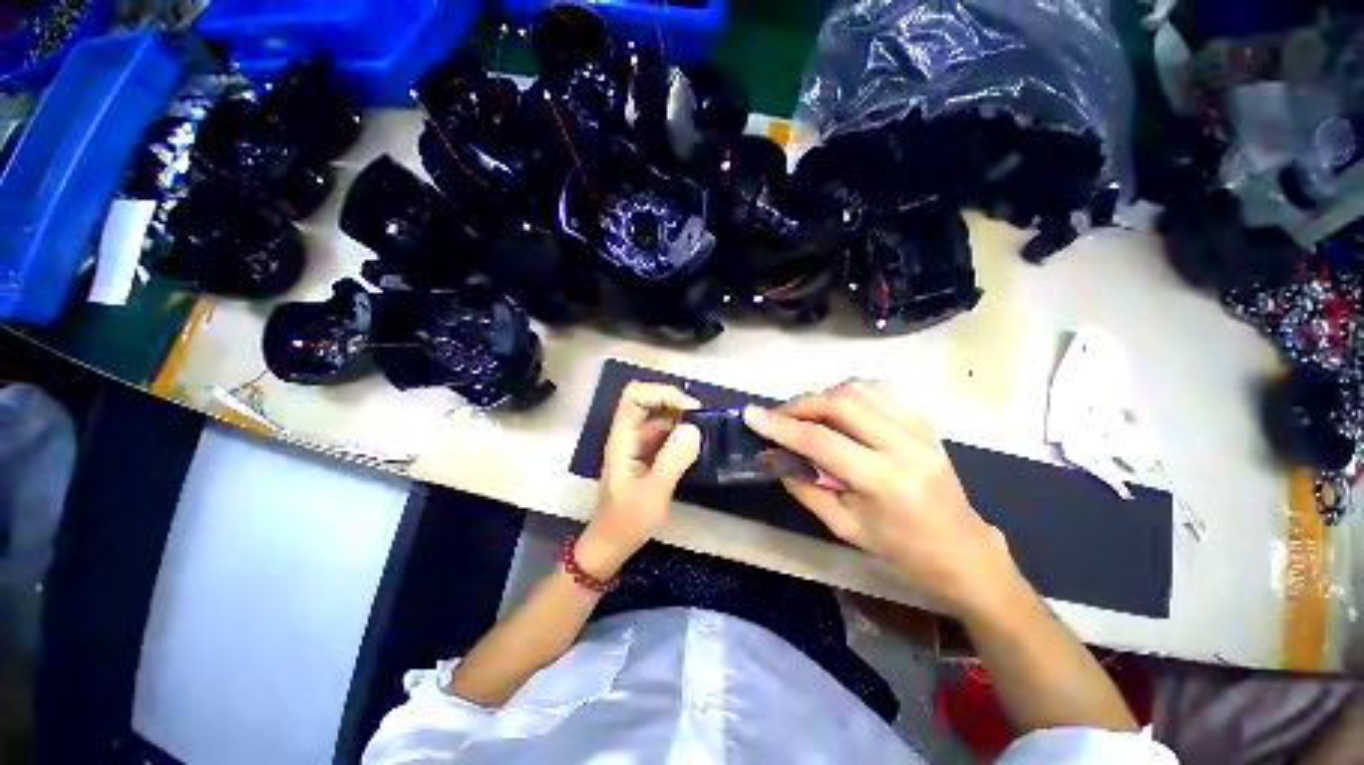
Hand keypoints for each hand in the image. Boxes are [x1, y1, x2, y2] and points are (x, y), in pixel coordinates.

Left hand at [578, 382, 702, 579]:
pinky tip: (696, 447)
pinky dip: (681, 435)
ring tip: (705, 434)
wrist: (612, 544)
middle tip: (703, 421)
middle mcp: (629, 435)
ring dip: (681, 420)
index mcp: (623, 438)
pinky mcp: (646, 456)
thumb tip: (693, 428)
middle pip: (648, 401)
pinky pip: (665, 435)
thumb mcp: (653, 492)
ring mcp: (637, 445)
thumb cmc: (627, 520)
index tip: (690, 410)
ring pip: (659, 418)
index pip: (635, 395)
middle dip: (676, 404)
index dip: (662, 393)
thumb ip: (672, 460)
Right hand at [744, 380, 1019, 617]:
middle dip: (801, 404)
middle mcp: (905, 445)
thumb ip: (803, 486)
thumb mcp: (843, 526)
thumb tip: (772, 455)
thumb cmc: (900, 549)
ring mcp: (920, 429)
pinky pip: (879, 392)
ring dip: (824, 396)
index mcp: (885, 480)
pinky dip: (849, 394)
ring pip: (860, 389)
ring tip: (806, 414)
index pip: (821, 440)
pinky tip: (838, 410)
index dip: (780, 425)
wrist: (962, 550)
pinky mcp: (925, 422)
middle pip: (841, 402)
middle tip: (779, 416)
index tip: (751, 414)